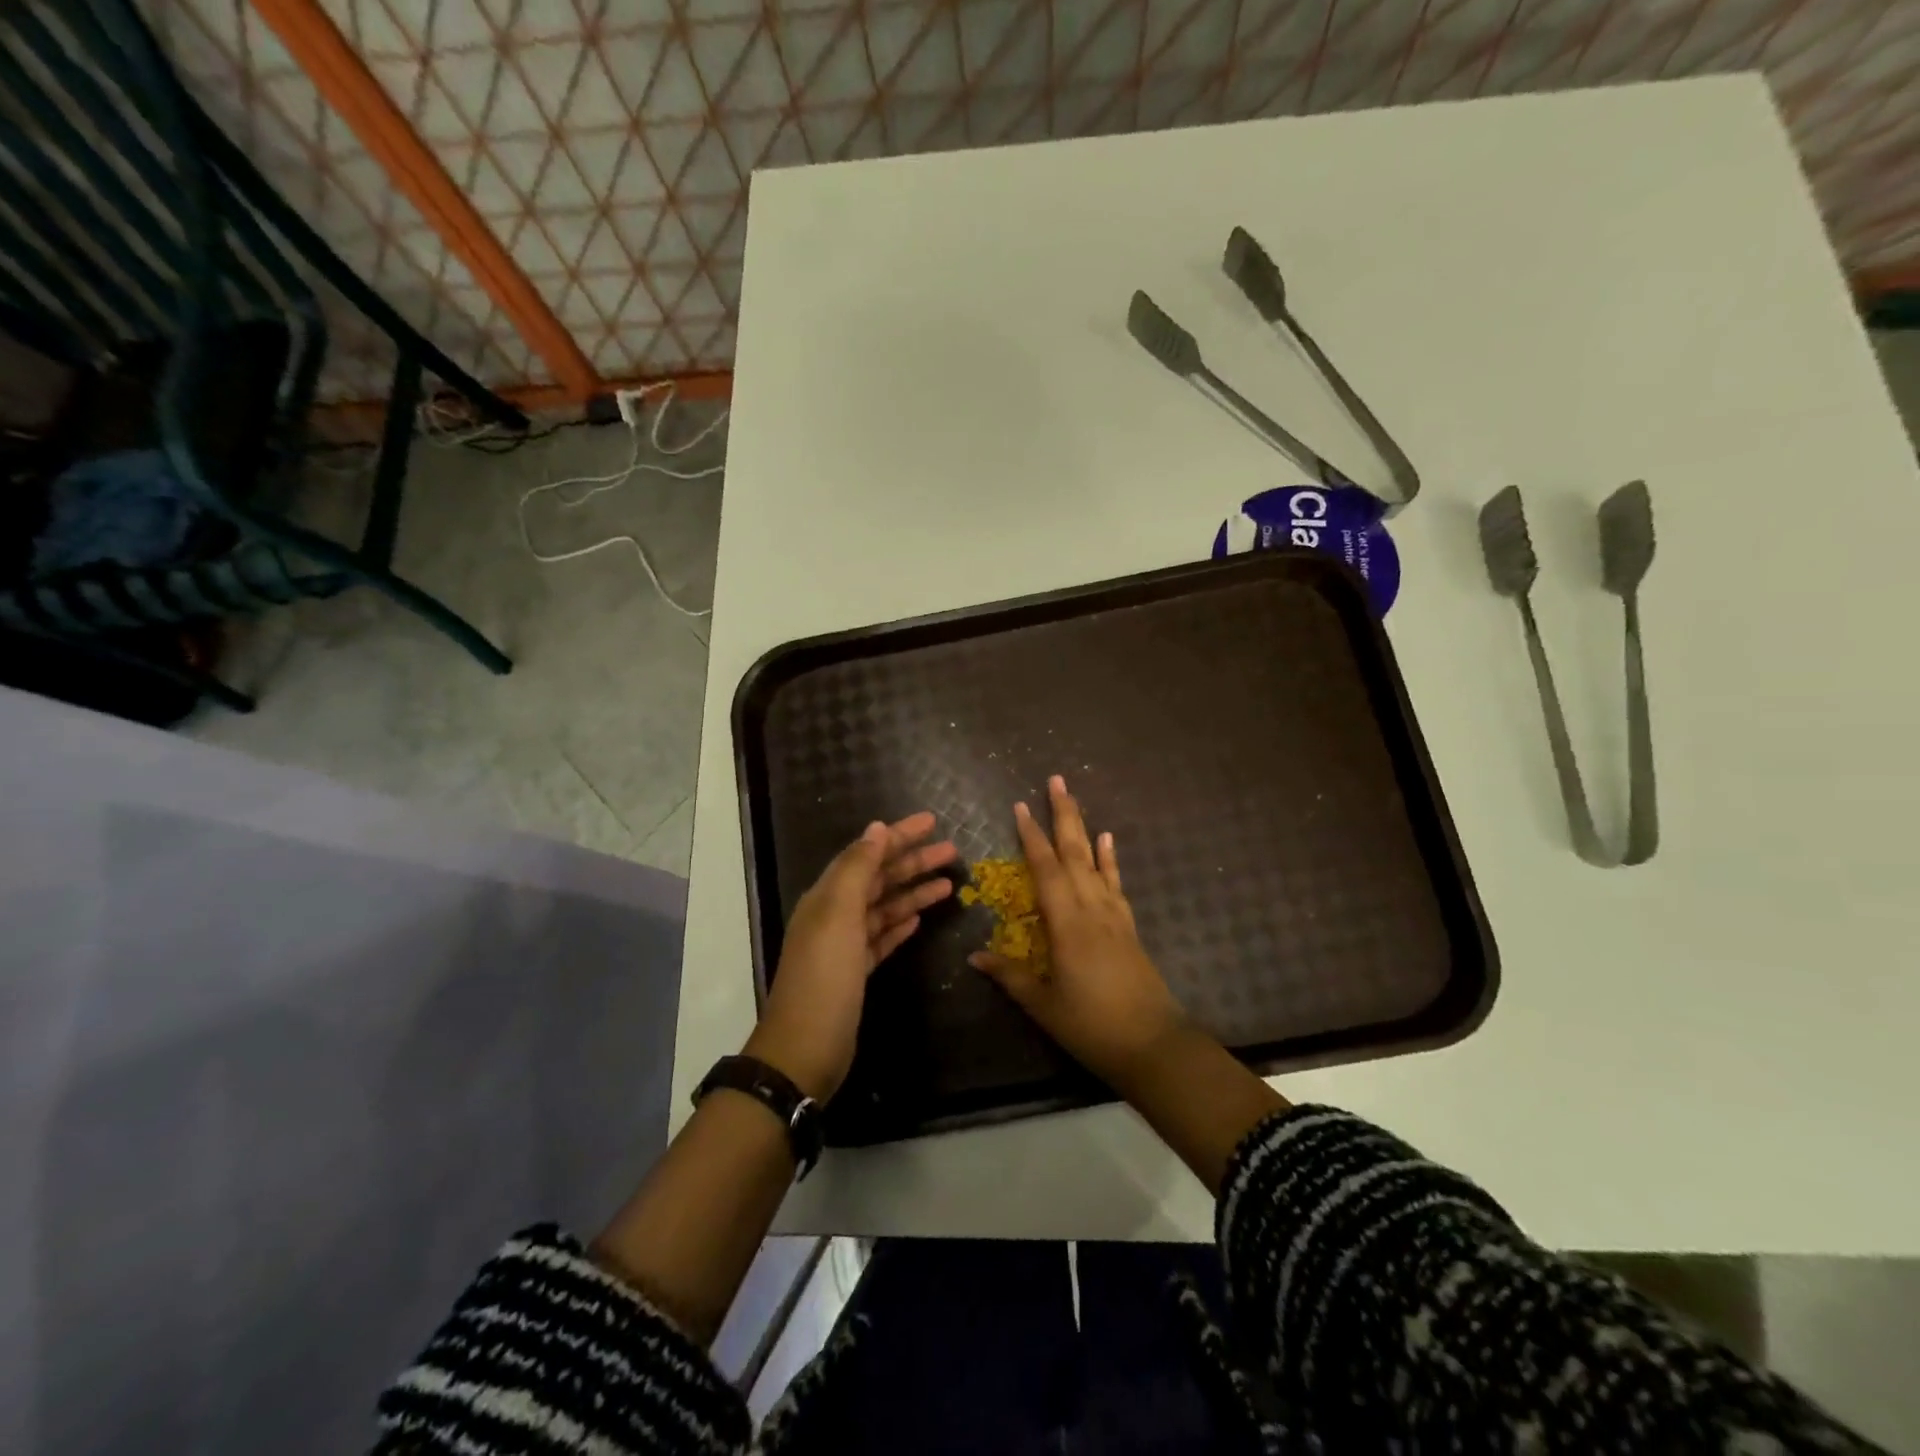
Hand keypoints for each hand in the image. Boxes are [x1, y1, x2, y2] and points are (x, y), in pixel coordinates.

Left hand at [747, 812, 955, 1101]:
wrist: (805, 1050)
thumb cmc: (824, 977)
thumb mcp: (839, 915)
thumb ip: (857, 869)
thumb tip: (876, 829)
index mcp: (828, 895)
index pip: (868, 853)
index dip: (899, 835)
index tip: (933, 821)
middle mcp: (835, 914)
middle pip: (879, 878)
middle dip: (914, 862)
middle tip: (952, 851)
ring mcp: (845, 945)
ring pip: (884, 907)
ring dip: (913, 892)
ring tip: (948, 884)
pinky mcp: (856, 972)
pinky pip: (881, 937)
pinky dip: (900, 924)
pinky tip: (919, 919)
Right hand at [970, 776, 1187, 1092]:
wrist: (1153, 1045)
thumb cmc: (1092, 1026)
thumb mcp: (1043, 1005)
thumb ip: (1009, 976)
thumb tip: (973, 956)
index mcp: (1067, 924)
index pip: (1045, 869)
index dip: (1031, 836)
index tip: (1020, 806)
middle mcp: (1091, 909)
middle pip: (1075, 852)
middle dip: (1063, 814)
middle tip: (1056, 780)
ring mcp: (1113, 915)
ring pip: (1095, 861)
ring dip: (1083, 827)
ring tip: (1074, 799)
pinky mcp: (1128, 926)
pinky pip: (1115, 883)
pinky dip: (1110, 859)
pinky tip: (1108, 840)